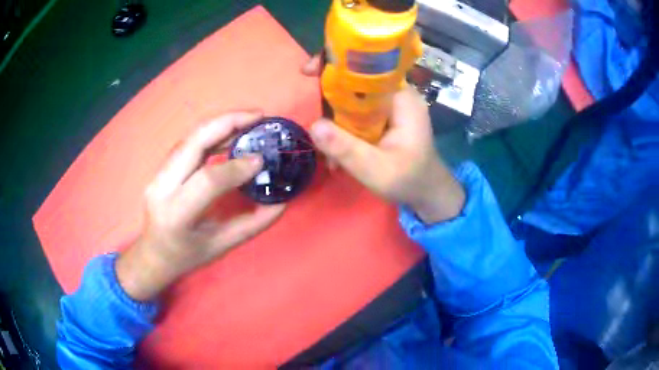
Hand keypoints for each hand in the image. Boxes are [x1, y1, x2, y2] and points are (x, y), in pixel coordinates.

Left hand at [115, 112, 285, 300]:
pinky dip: (211, 133)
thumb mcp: (222, 246)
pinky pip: (188, 144)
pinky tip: (231, 133)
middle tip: (259, 116)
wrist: (153, 254)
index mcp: (176, 215)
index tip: (261, 160)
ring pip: (190, 137)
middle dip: (228, 122)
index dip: (236, 166)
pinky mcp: (161, 168)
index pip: (207, 180)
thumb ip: (253, 224)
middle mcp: (162, 188)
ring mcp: (158, 175)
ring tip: (250, 120)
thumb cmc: (186, 256)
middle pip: (194, 143)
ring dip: (221, 124)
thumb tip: (281, 201)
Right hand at [302, 56, 464, 223]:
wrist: (428, 194)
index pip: (368, 68)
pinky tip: (336, 153)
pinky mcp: (385, 118)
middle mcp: (397, 95)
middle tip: (311, 117)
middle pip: (357, 81)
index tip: (308, 71)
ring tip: (325, 150)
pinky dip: (343, 127)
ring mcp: (391, 106)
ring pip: (354, 99)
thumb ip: (346, 149)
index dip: (337, 64)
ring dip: (334, 119)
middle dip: (329, 97)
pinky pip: (358, 113)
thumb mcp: (376, 169)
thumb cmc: (409, 181)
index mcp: (402, 98)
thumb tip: (313, 126)